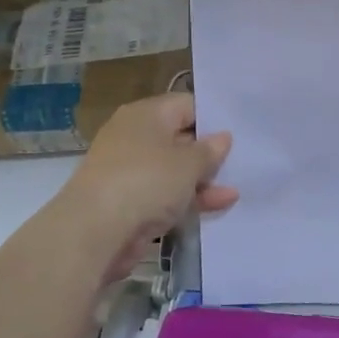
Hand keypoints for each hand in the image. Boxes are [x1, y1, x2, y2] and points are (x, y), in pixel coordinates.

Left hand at [63, 93, 237, 282]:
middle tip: (244, 159)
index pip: (187, 105)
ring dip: (203, 179)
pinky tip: (221, 204)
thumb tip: (223, 137)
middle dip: (210, 152)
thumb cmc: (146, 182)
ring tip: (237, 187)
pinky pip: (166, 193)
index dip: (214, 117)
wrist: (94, 232)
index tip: (240, 132)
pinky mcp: (129, 201)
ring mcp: (131, 171)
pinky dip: (189, 198)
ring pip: (174, 169)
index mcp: (146, 115)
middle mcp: (135, 137)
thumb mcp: (189, 163)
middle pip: (181, 138)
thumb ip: (210, 150)